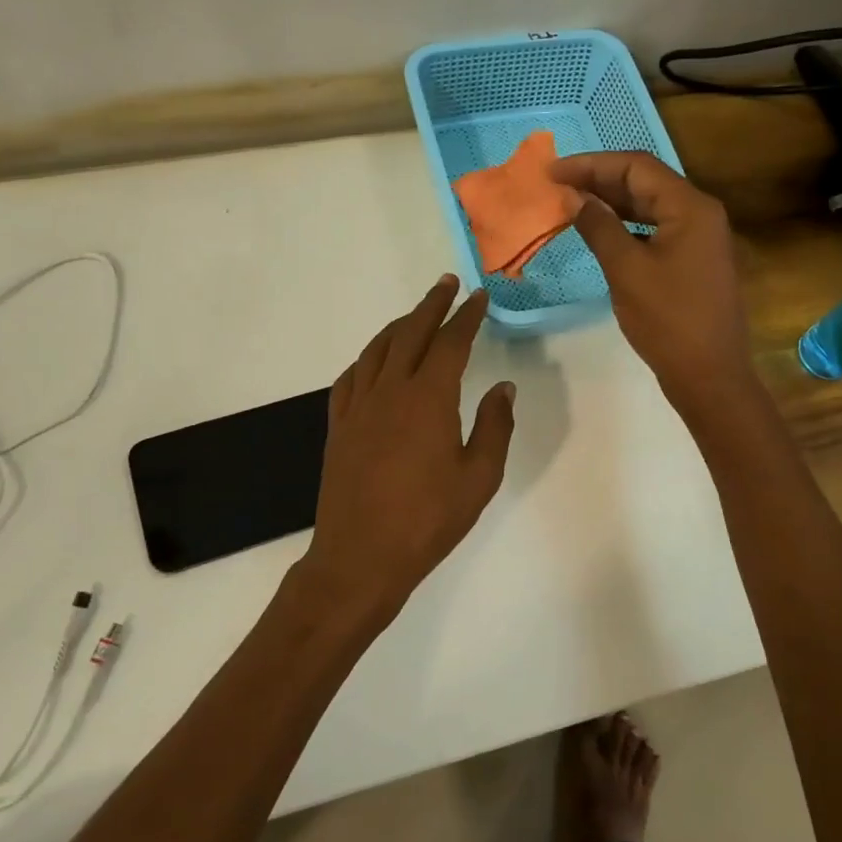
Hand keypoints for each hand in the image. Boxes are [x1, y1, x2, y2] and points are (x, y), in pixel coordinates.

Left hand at [299, 276, 515, 634]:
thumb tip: (503, 387)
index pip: (450, 343)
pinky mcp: (338, 426)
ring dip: (398, 326)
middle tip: (446, 285)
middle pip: (410, 333)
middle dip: (431, 305)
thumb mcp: (479, 478)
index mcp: (428, 399)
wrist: (360, 557)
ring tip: (415, 315)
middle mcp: (389, 391)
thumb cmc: (427, 520)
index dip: (466, 316)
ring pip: (377, 350)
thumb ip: (494, 426)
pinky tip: (374, 361)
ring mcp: (358, 407)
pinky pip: (351, 377)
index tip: (478, 297)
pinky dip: (368, 359)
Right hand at [550, 152, 753, 405]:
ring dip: (611, 202)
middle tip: (556, 185)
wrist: (709, 374)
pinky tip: (600, 231)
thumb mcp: (626, 270)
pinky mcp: (693, 259)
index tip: (552, 172)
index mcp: (690, 207)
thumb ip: (599, 227)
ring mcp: (699, 237)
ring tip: (570, 203)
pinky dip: (626, 225)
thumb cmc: (668, 321)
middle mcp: (699, 213)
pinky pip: (655, 229)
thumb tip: (574, 198)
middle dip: (599, 180)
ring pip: (649, 206)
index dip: (591, 164)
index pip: (636, 167)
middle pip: (645, 182)